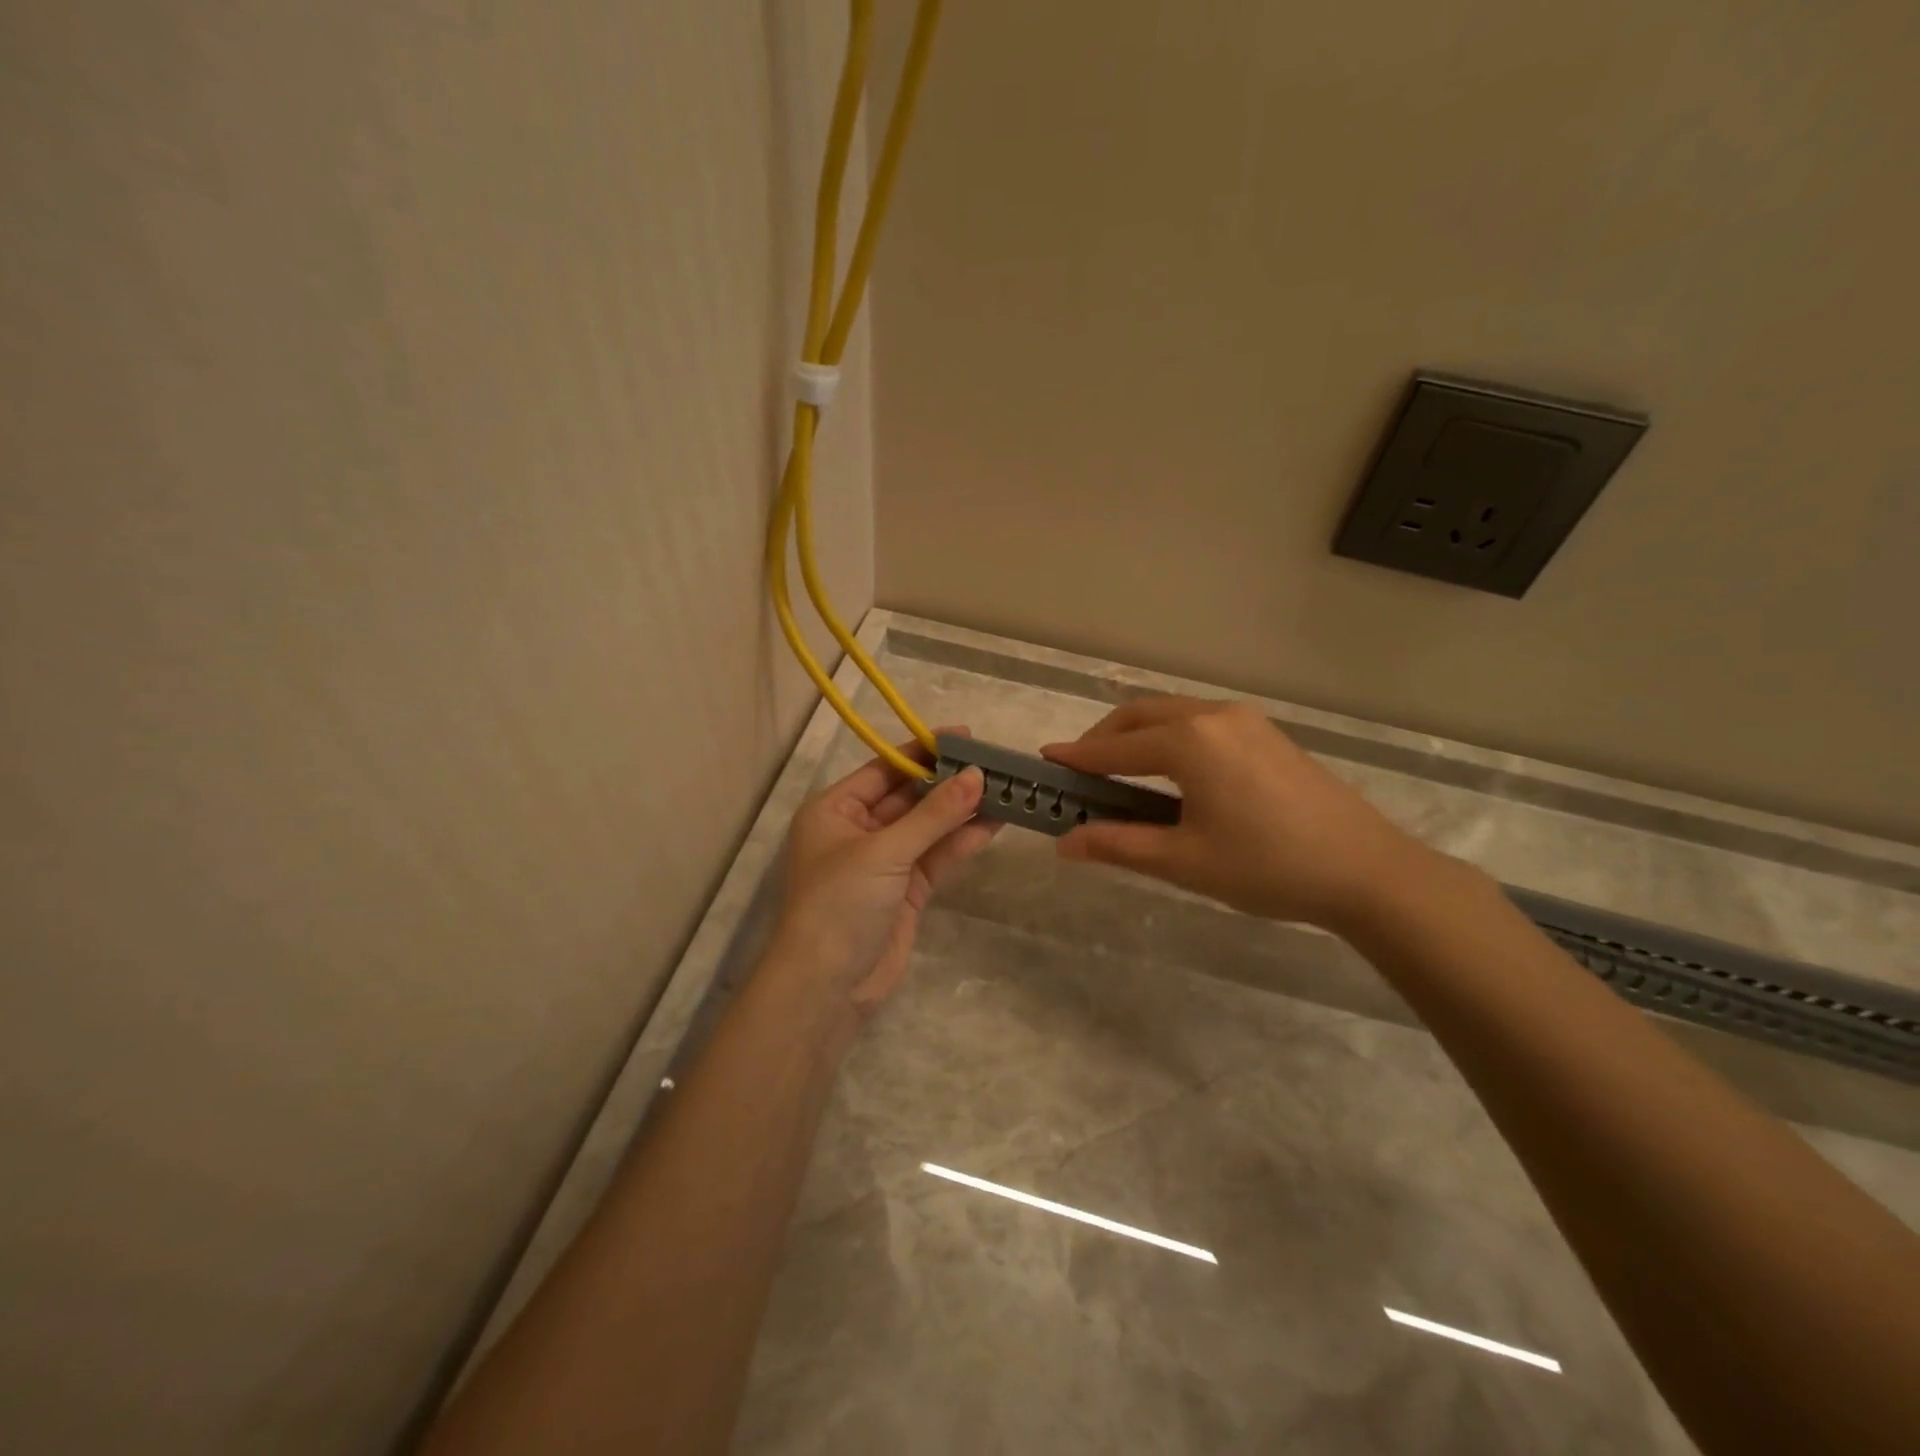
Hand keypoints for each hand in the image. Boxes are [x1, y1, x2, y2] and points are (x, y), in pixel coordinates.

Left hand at [770, 732, 994, 1019]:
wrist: (826, 988)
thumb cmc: (840, 904)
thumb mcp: (885, 851)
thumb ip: (933, 815)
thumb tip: (977, 775)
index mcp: (835, 810)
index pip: (884, 769)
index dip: (923, 751)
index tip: (965, 736)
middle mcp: (858, 830)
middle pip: (909, 796)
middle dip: (949, 782)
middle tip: (994, 763)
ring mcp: (884, 862)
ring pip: (928, 827)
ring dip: (961, 811)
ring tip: (1004, 789)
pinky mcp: (906, 891)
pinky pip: (936, 857)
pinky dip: (961, 842)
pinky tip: (993, 823)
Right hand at [1042, 697, 1428, 931]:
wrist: (1367, 870)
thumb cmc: (1268, 867)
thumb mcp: (1184, 861)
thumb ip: (1118, 845)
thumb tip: (1064, 843)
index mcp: (1190, 742)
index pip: (1115, 747)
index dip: (1077, 757)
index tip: (1045, 762)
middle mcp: (1213, 716)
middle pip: (1140, 716)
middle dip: (1103, 739)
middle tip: (1080, 772)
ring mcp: (1245, 720)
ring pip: (1171, 714)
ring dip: (1137, 735)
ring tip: (1120, 773)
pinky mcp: (1265, 733)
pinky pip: (1200, 722)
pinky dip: (1169, 737)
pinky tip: (1171, 772)